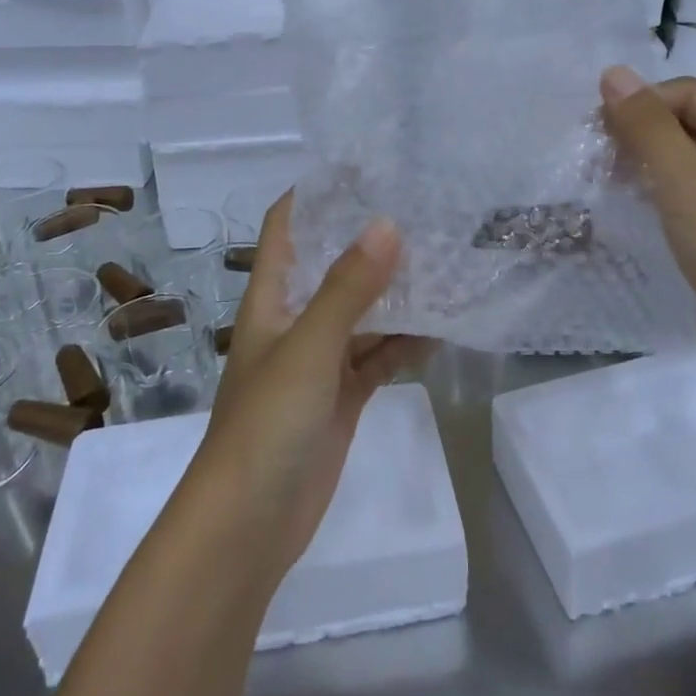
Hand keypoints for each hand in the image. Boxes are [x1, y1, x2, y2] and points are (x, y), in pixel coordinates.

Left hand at [195, 193, 423, 576]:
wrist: (248, 527)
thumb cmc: (265, 424)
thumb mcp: (308, 348)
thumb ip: (349, 289)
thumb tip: (388, 225)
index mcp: (272, 298)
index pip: (288, 226)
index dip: (317, 193)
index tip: (365, 168)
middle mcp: (295, 320)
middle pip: (333, 265)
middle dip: (372, 240)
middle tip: (425, 211)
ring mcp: (320, 361)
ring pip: (364, 313)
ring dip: (398, 293)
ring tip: (446, 263)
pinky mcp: (342, 397)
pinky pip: (379, 357)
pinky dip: (406, 343)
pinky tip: (443, 329)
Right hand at [599, 65, 695, 390]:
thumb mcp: (688, 183)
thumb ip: (648, 126)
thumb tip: (613, 73)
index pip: (690, 94)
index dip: (639, 105)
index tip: (593, 132)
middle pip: (692, 125)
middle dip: (641, 136)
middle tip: (595, 159)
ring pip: (691, 163)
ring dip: (648, 166)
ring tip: (606, 182)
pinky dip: (664, 197)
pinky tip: (636, 210)